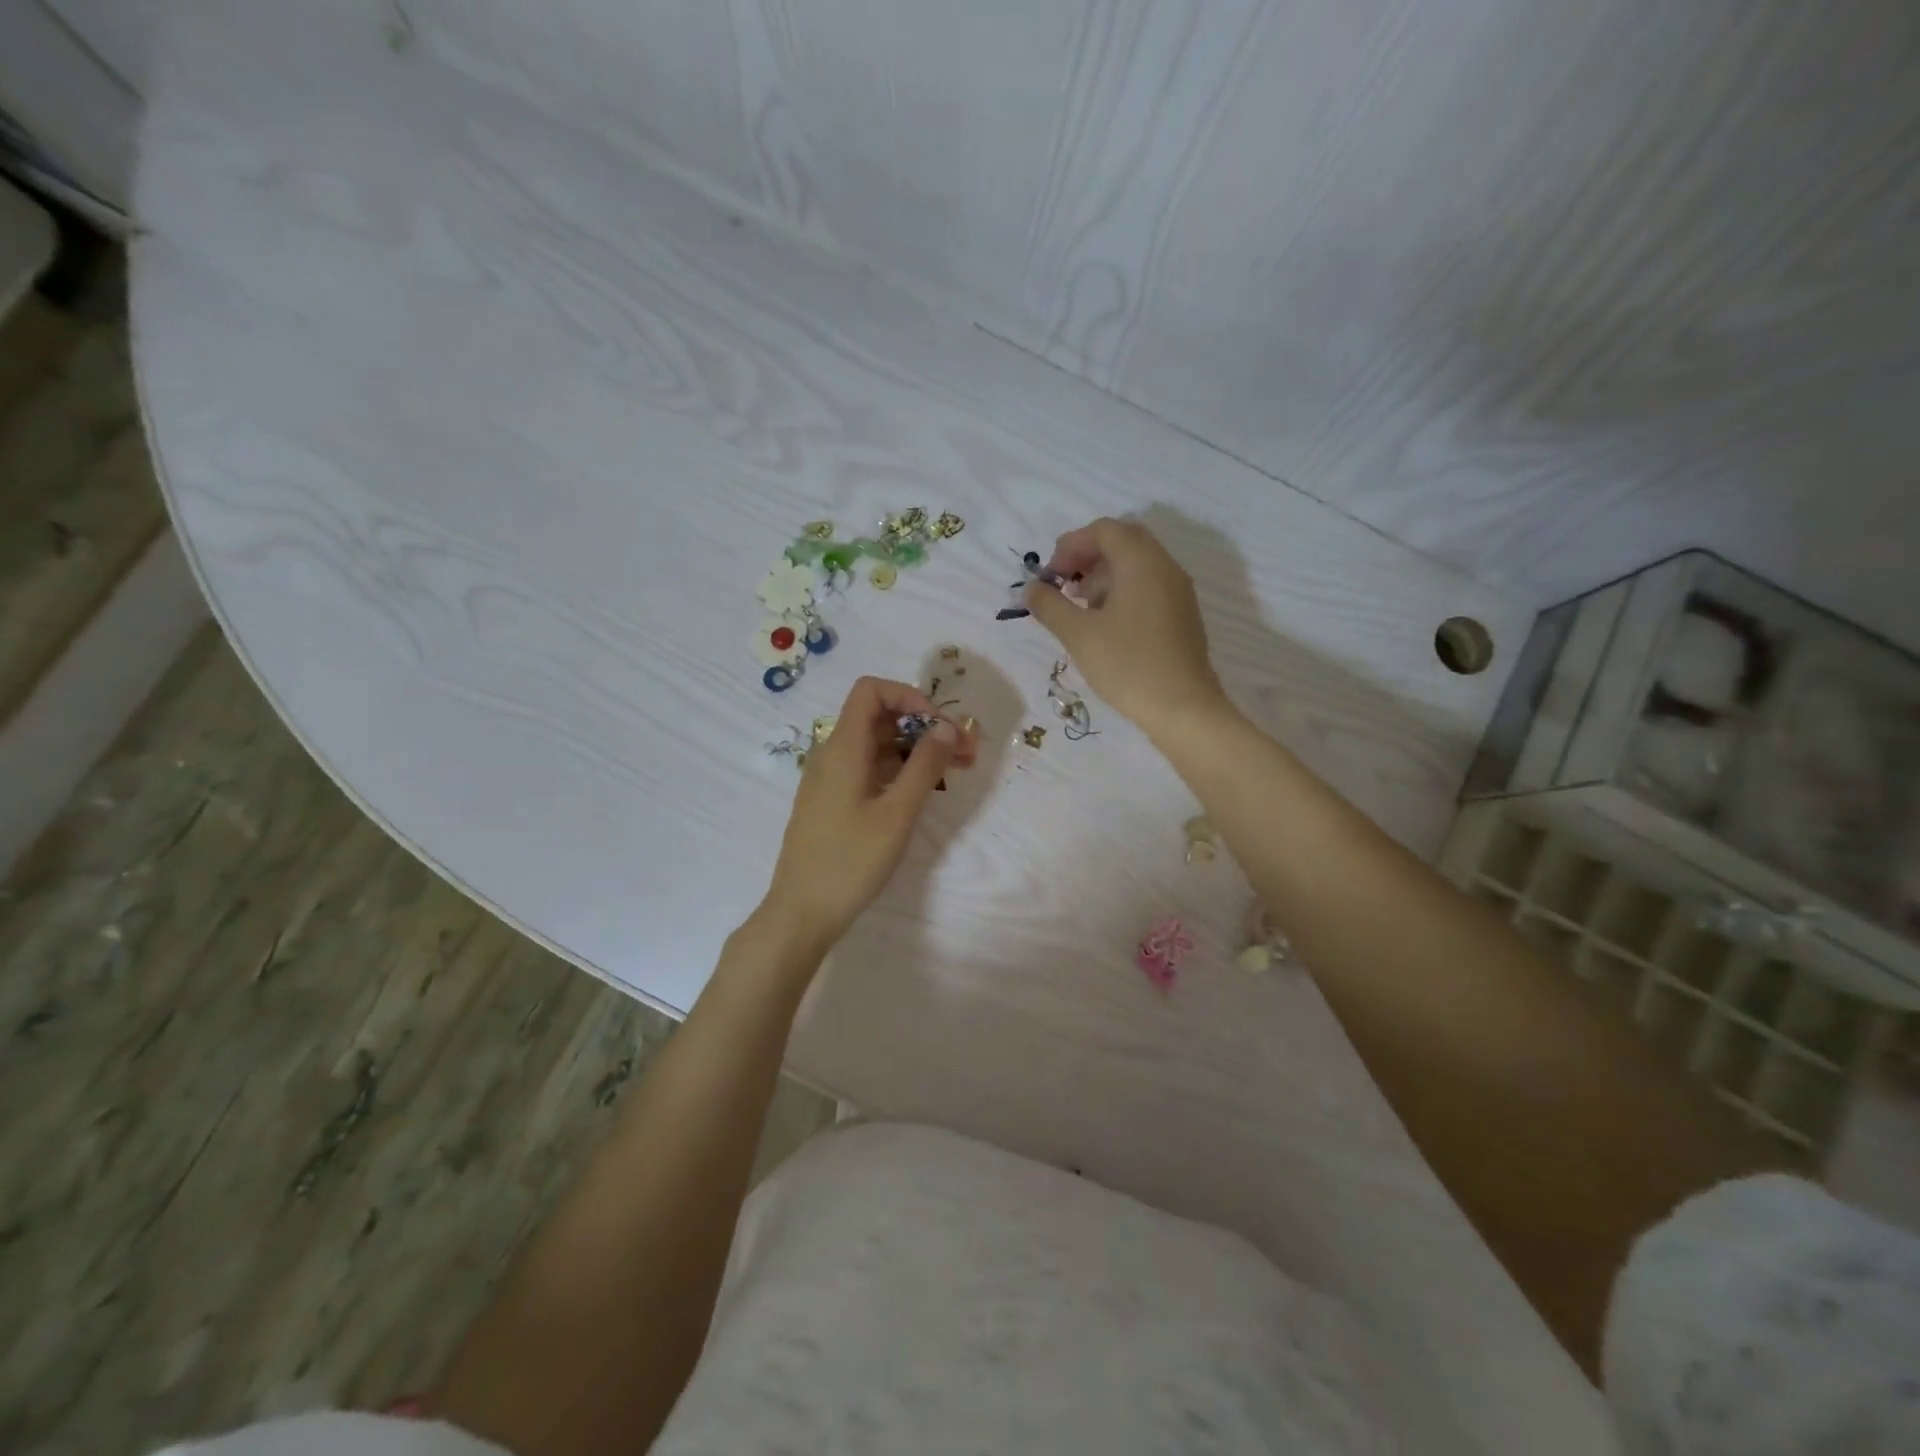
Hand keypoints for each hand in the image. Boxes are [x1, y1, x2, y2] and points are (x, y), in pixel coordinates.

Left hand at [762, 676, 976, 949]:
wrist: (801, 912)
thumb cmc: (850, 861)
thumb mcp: (897, 813)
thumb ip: (924, 766)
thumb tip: (947, 726)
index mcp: (842, 748)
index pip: (871, 691)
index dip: (909, 696)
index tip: (939, 725)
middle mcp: (832, 754)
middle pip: (878, 717)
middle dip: (923, 726)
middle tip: (964, 752)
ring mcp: (830, 779)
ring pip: (876, 746)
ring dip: (915, 750)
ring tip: (954, 771)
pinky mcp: (832, 802)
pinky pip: (868, 769)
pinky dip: (898, 770)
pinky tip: (922, 791)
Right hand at [1025, 517, 1227, 737]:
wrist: (1183, 708)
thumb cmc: (1128, 666)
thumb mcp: (1079, 635)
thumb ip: (1050, 606)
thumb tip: (1031, 589)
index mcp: (1141, 562)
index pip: (1104, 530)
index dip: (1071, 545)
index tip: (1051, 575)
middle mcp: (1165, 566)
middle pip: (1123, 541)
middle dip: (1088, 556)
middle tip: (1065, 583)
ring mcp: (1178, 590)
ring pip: (1137, 563)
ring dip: (1105, 574)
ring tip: (1081, 607)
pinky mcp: (1182, 613)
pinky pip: (1149, 584)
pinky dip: (1123, 590)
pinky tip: (1106, 623)